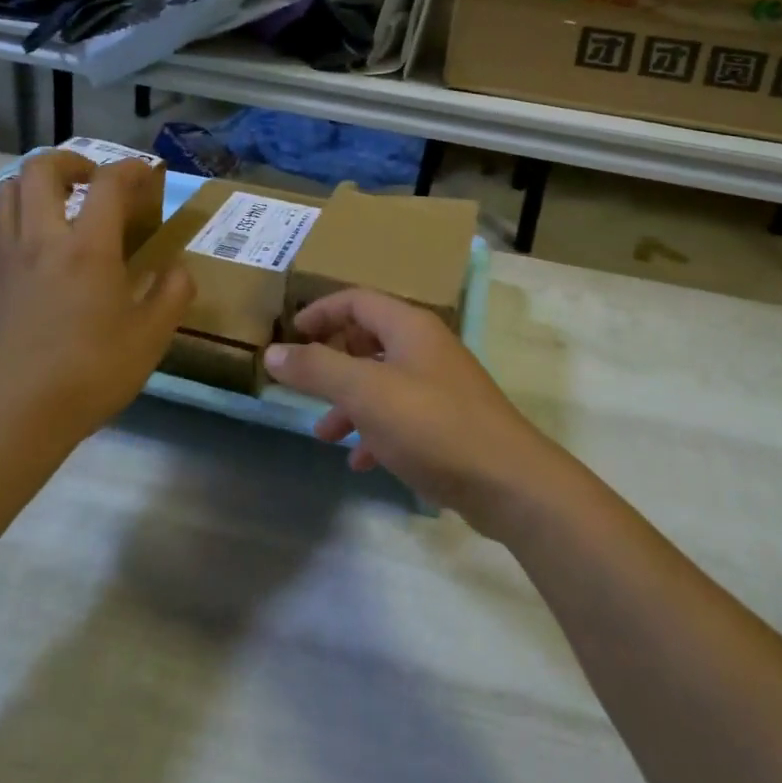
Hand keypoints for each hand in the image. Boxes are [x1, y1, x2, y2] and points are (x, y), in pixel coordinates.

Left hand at [0, 151, 191, 455]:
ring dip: (35, 186)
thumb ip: (172, 294)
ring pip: (6, 192)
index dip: (131, 169)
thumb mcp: (151, 338)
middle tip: (92, 181)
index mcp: (89, 248)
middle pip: (42, 169)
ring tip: (57, 205)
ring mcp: (4, 258)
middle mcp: (43, 239)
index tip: (145, 177)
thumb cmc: (90, 374)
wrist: (15, 417)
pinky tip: (13, 237)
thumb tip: (177, 269)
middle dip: (71, 161)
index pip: (109, 183)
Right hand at [263, 288, 558, 530]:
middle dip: (332, 359)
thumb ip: (317, 370)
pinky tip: (360, 461)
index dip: (320, 312)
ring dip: (350, 401)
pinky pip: (401, 415)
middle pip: (369, 337)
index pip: (357, 300)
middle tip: (303, 381)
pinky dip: (375, 430)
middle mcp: (426, 347)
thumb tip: (272, 352)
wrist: (508, 482)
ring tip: (324, 433)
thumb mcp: (366, 393)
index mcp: (409, 326)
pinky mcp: (448, 422)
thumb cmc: (432, 425)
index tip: (289, 334)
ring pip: (382, 380)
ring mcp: (440, 385)